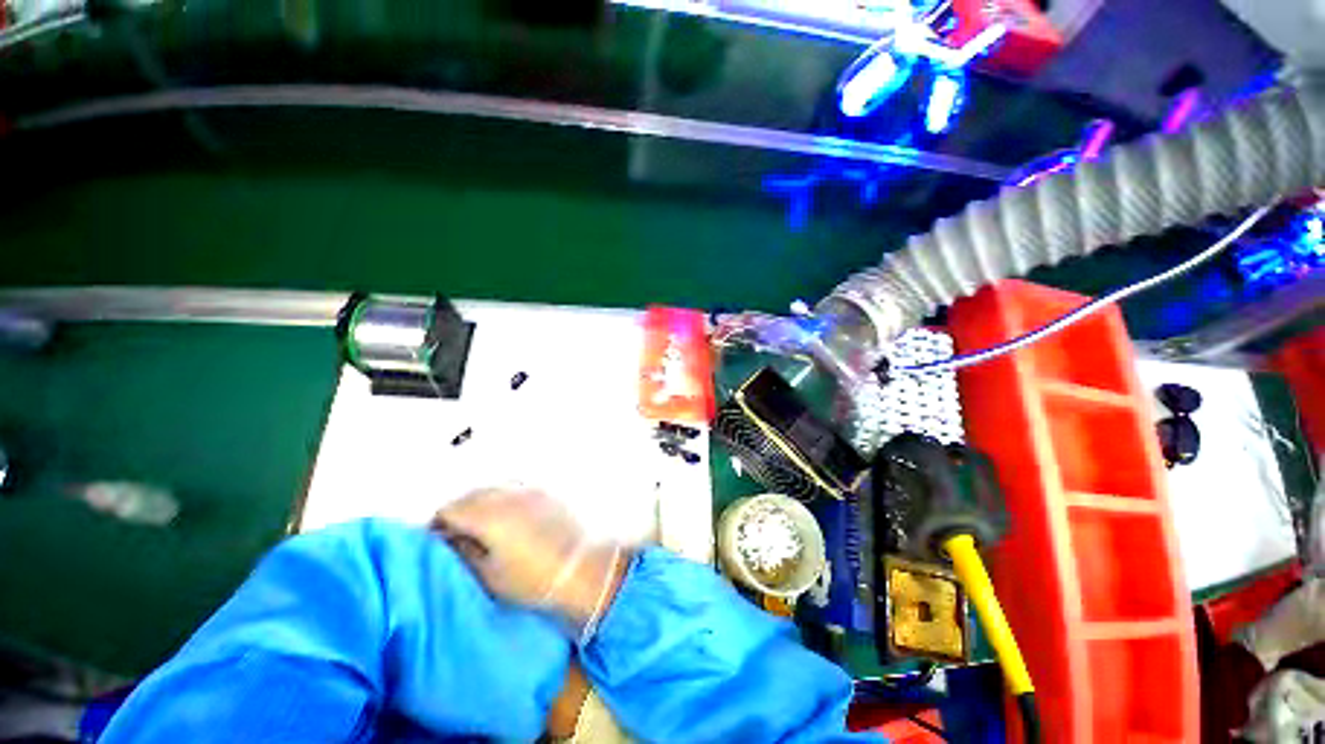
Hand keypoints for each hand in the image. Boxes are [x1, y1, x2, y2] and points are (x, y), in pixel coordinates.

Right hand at [433, 488, 626, 631]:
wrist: (582, 567)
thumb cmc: (532, 578)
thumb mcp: (488, 574)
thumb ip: (462, 551)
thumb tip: (447, 538)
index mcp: (488, 513)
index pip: (448, 510)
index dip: (437, 526)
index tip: (436, 542)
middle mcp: (507, 493)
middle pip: (469, 496)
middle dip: (457, 512)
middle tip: (454, 536)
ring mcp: (528, 489)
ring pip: (491, 488)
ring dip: (479, 502)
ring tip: (479, 526)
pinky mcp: (545, 491)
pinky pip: (513, 487)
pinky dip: (501, 498)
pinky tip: (506, 516)